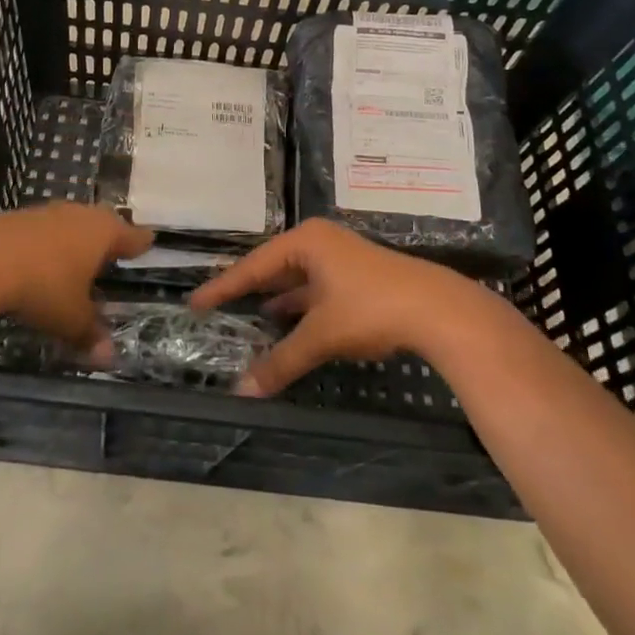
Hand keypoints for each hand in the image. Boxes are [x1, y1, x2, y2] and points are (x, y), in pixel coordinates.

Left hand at [0, 204, 152, 364]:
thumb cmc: (43, 286)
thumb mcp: (70, 318)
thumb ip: (90, 334)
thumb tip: (110, 358)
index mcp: (103, 233)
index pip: (132, 236)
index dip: (140, 243)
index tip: (149, 243)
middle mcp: (79, 215)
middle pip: (102, 222)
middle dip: (108, 237)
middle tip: (113, 251)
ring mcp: (47, 212)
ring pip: (71, 223)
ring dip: (74, 239)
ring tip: (76, 258)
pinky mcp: (17, 217)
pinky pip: (43, 229)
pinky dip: (46, 244)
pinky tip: (39, 260)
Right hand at [189, 220, 507, 395]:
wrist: (439, 310)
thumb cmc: (371, 309)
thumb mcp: (321, 335)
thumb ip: (282, 361)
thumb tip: (242, 392)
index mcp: (306, 242)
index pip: (253, 265)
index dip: (223, 287)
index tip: (195, 302)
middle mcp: (320, 242)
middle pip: (273, 268)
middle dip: (248, 290)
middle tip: (216, 308)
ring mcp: (341, 258)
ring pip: (297, 280)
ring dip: (275, 300)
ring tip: (247, 318)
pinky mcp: (358, 277)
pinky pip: (315, 289)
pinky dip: (299, 307)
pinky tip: (287, 323)